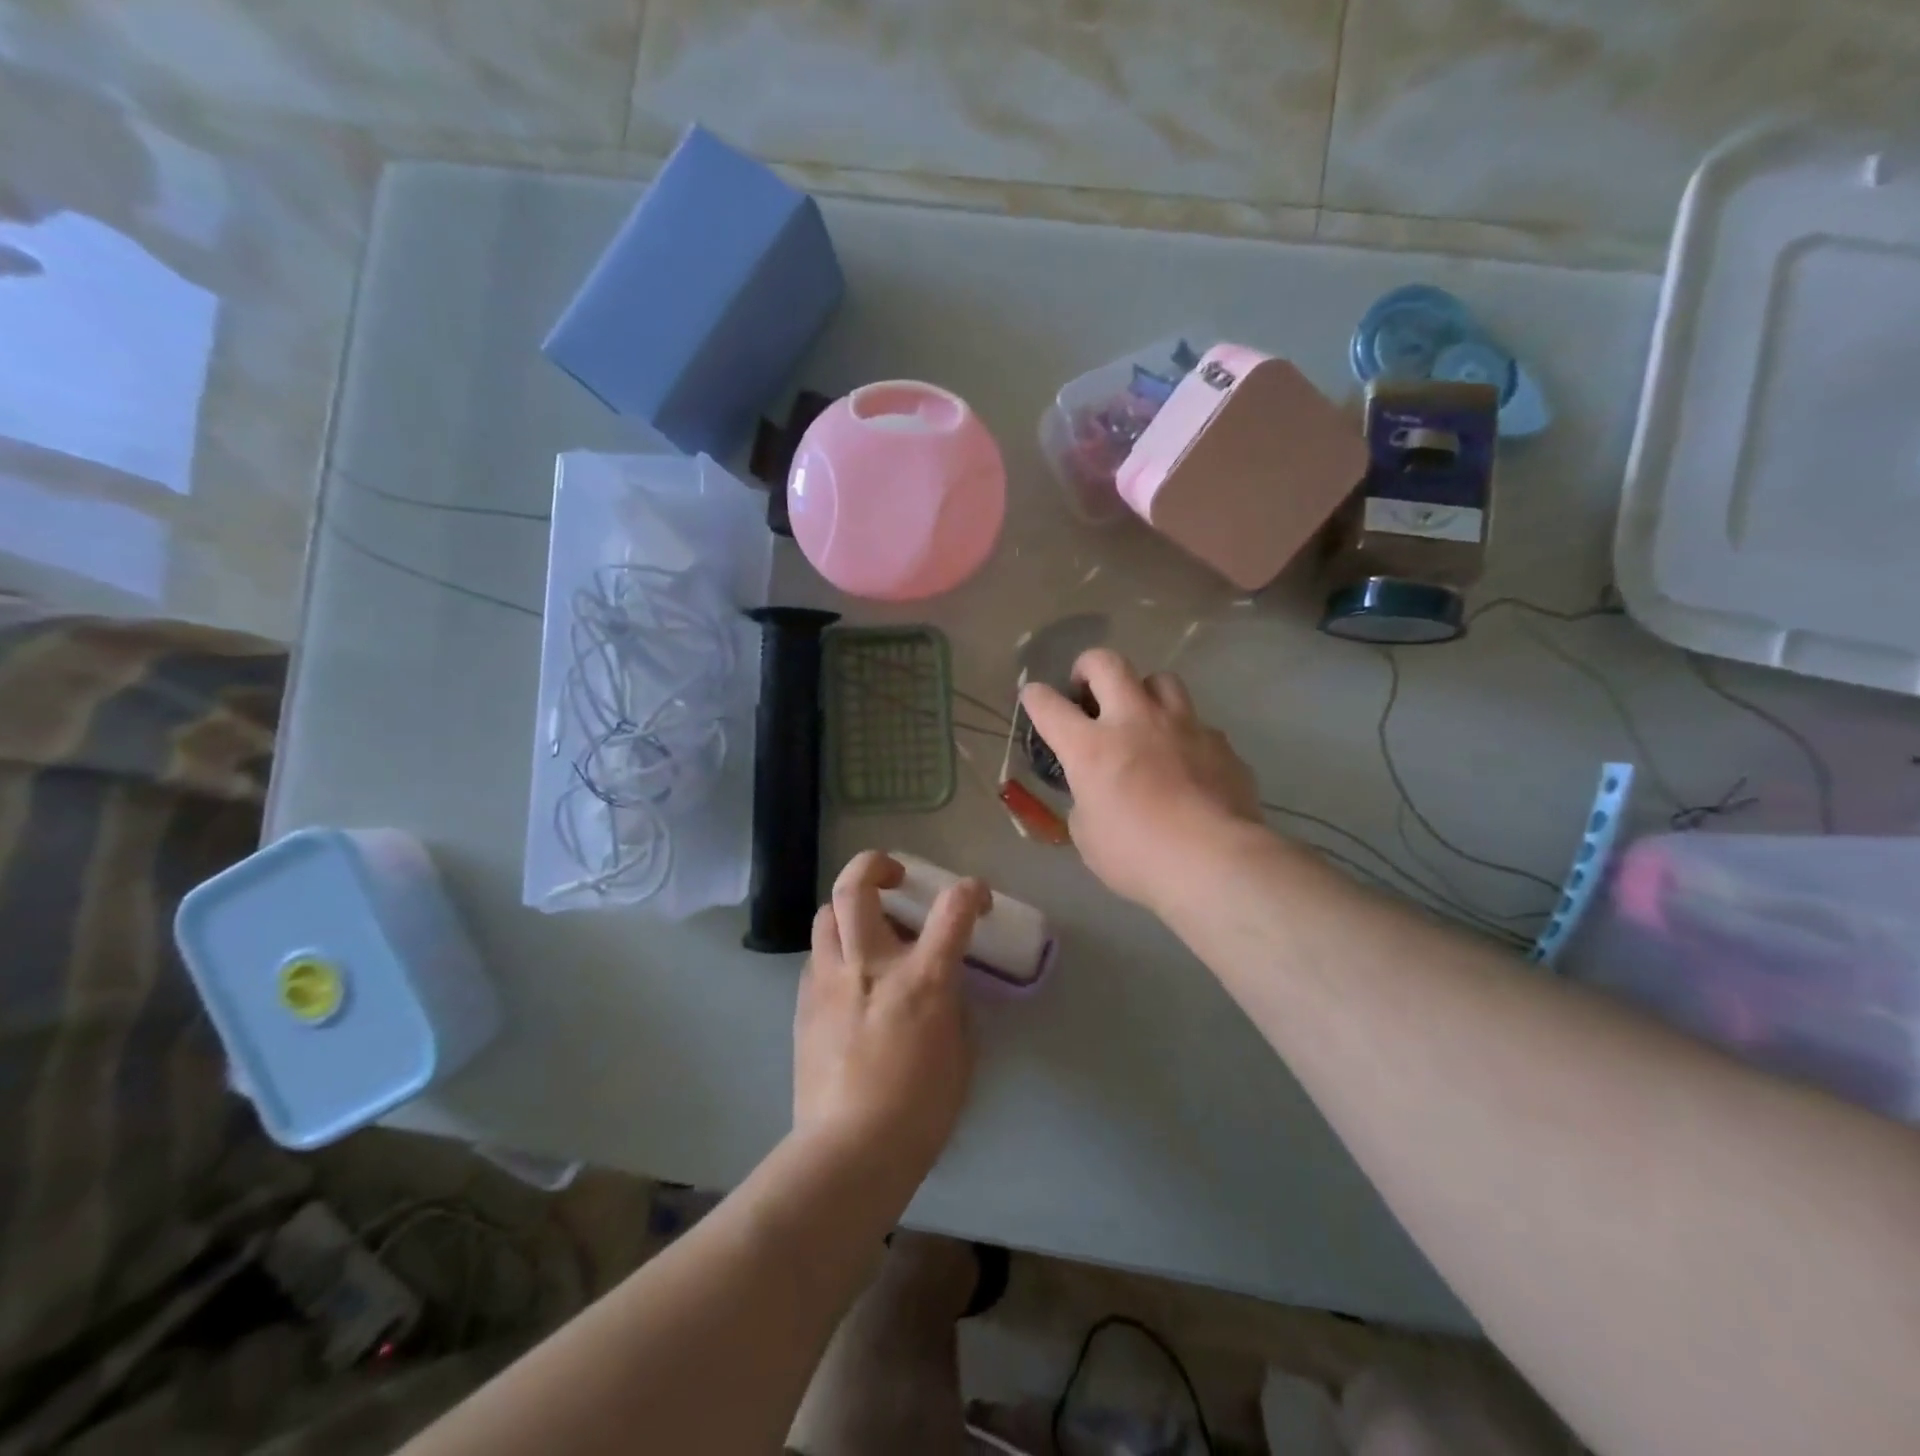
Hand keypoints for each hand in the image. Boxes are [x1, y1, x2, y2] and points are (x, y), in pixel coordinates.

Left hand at [794, 851, 988, 1178]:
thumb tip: (943, 988)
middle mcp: (870, 964)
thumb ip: (953, 1007)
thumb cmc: (920, 1110)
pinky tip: (847, 979)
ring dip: (849, 909)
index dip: (970, 891)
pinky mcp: (804, 1003)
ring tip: (866, 928)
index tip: (975, 897)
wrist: (849, 1151)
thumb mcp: (960, 1054)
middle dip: (875, 864)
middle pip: (856, 885)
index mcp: (922, 978)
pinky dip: (834, 953)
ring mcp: (830, 980)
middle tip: (894, 877)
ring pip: (826, 913)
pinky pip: (816, 957)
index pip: (953, 908)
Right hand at [1021, 649, 1261, 908]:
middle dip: (1089, 667)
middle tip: (1087, 688)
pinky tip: (1186, 764)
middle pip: (1108, 663)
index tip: (1034, 697)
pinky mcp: (1220, 744)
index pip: (1049, 706)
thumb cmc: (1138, 856)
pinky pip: (1197, 725)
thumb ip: (1086, 800)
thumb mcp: (1088, 834)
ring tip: (1142, 717)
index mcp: (1092, 747)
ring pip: (1161, 679)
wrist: (1215, 862)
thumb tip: (1095, 791)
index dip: (1036, 697)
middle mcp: (1135, 722)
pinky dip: (1184, 736)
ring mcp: (1183, 727)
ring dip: (1144, 692)